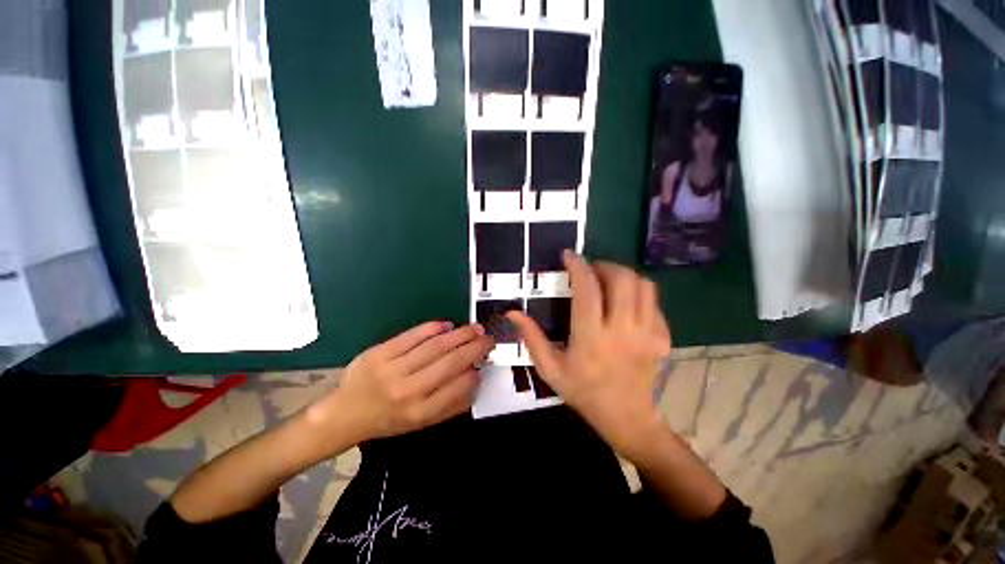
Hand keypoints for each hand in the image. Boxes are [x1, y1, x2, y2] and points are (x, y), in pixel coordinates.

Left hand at [310, 321, 494, 444]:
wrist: (344, 413)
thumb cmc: (387, 421)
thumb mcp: (420, 424)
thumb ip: (450, 407)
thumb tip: (475, 381)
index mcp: (419, 412)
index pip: (456, 388)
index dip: (474, 372)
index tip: (484, 362)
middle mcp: (408, 391)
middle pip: (449, 363)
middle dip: (474, 348)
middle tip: (488, 339)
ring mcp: (393, 369)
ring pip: (435, 347)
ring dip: (459, 335)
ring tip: (475, 328)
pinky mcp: (380, 352)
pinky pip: (412, 336)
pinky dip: (432, 328)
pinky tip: (447, 324)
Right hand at [508, 252, 671, 459]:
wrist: (627, 417)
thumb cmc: (583, 392)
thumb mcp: (550, 369)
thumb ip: (531, 338)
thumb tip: (512, 313)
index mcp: (591, 337)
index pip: (588, 289)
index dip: (578, 266)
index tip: (568, 256)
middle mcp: (623, 330)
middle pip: (622, 279)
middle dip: (603, 265)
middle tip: (589, 270)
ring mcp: (648, 333)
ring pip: (643, 285)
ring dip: (623, 275)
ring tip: (607, 281)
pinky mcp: (663, 337)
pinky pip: (654, 302)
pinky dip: (637, 293)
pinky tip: (624, 303)